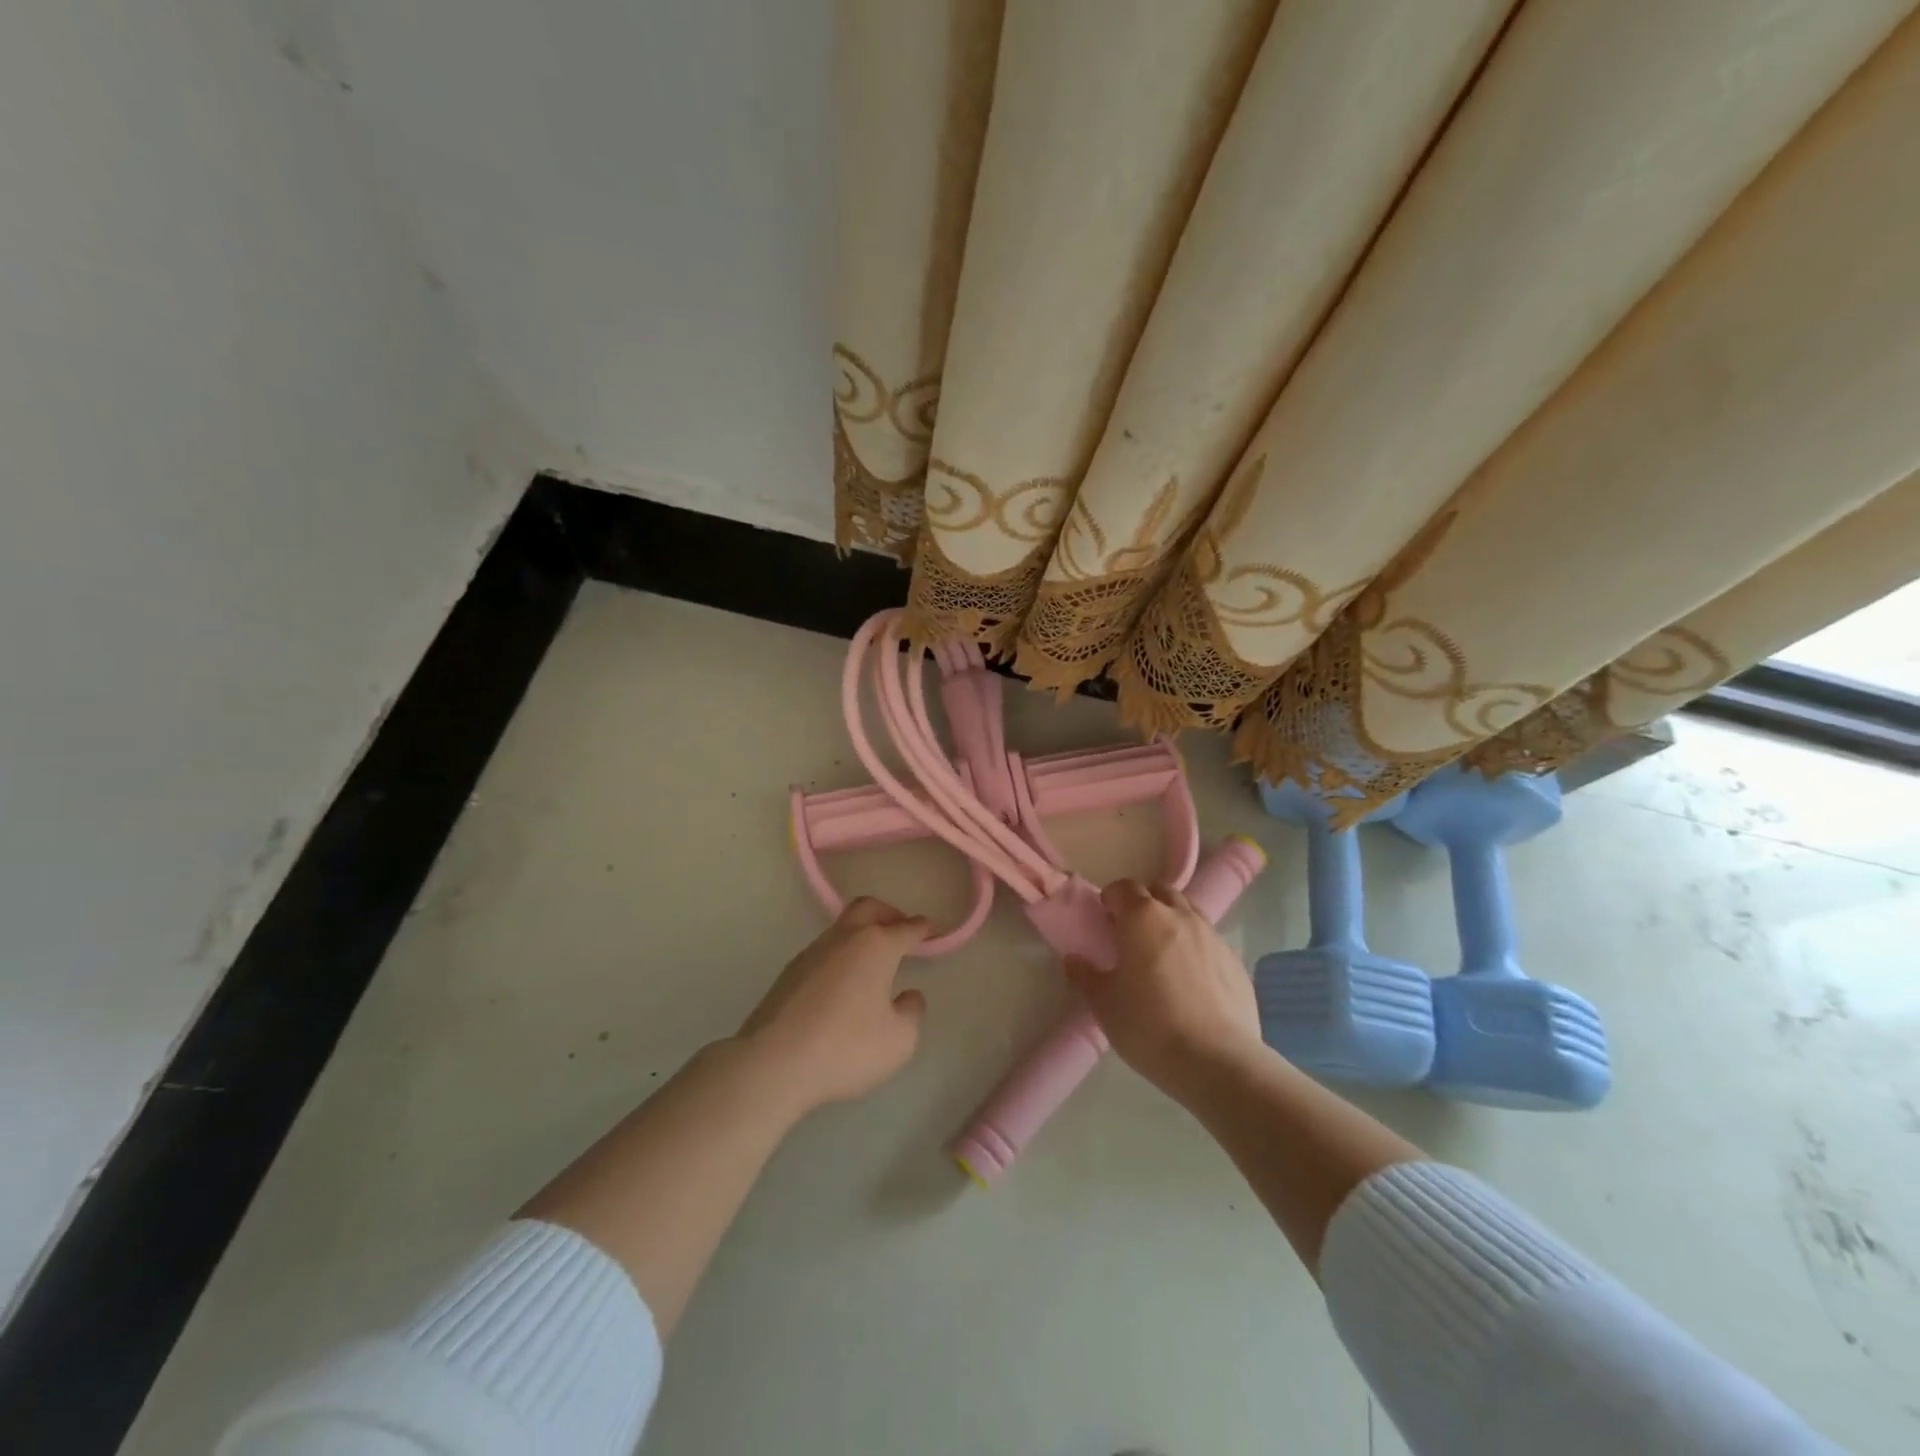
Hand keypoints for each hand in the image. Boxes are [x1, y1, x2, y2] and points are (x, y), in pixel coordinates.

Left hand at [738, 897, 930, 1114]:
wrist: (774, 1063)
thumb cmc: (846, 1048)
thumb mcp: (899, 1040)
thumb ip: (911, 1012)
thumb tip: (908, 995)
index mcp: (875, 946)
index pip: (906, 928)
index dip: (922, 929)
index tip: (931, 931)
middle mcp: (843, 939)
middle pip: (868, 908)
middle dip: (889, 914)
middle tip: (901, 931)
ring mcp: (811, 953)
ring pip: (842, 928)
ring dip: (861, 935)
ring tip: (873, 963)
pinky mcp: (789, 973)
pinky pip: (823, 952)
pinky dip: (840, 957)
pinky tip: (843, 985)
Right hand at [1065, 879, 1262, 1092]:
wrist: (1217, 1061)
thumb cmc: (1149, 1026)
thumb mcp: (1104, 1005)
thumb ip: (1085, 976)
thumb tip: (1073, 959)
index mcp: (1143, 918)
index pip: (1124, 887)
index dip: (1112, 899)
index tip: (1105, 920)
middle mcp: (1180, 916)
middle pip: (1160, 891)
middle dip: (1144, 902)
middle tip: (1132, 932)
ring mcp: (1213, 936)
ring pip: (1189, 912)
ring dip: (1172, 921)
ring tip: (1163, 954)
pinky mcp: (1236, 961)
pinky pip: (1210, 941)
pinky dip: (1196, 948)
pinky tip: (1192, 981)